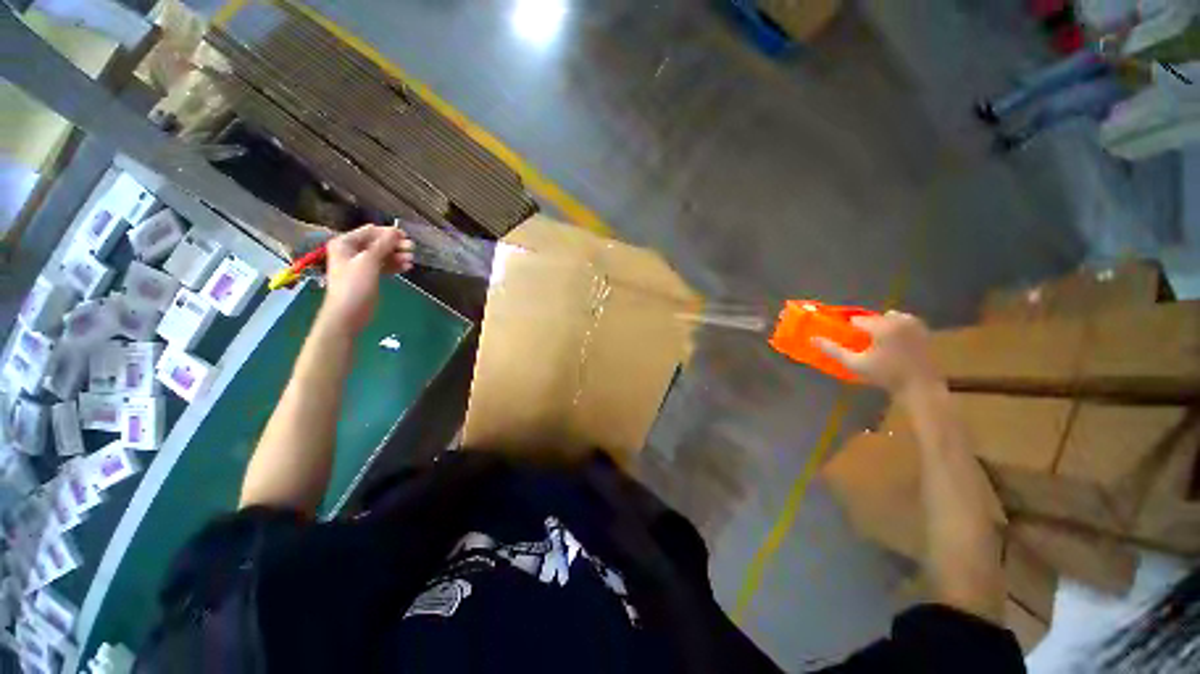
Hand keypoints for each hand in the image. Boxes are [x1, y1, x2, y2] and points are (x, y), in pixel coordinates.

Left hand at [321, 224, 413, 332]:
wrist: (349, 313)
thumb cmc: (355, 285)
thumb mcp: (369, 261)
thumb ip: (383, 245)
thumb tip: (396, 231)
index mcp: (346, 243)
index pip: (370, 231)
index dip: (388, 233)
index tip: (406, 237)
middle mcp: (352, 251)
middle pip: (377, 243)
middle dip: (395, 245)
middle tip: (412, 249)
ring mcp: (361, 265)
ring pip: (383, 255)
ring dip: (397, 256)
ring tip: (411, 260)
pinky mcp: (369, 276)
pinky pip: (384, 266)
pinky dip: (395, 265)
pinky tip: (407, 267)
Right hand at [813, 310, 941, 393]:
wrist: (920, 386)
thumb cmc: (885, 375)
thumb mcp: (855, 364)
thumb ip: (833, 350)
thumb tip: (812, 339)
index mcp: (881, 326)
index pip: (857, 320)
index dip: (850, 329)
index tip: (849, 340)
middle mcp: (898, 319)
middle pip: (873, 318)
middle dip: (867, 328)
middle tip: (863, 344)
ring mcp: (914, 323)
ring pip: (889, 318)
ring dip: (881, 326)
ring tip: (878, 343)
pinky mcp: (924, 329)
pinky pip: (904, 321)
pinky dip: (896, 328)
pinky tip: (894, 343)